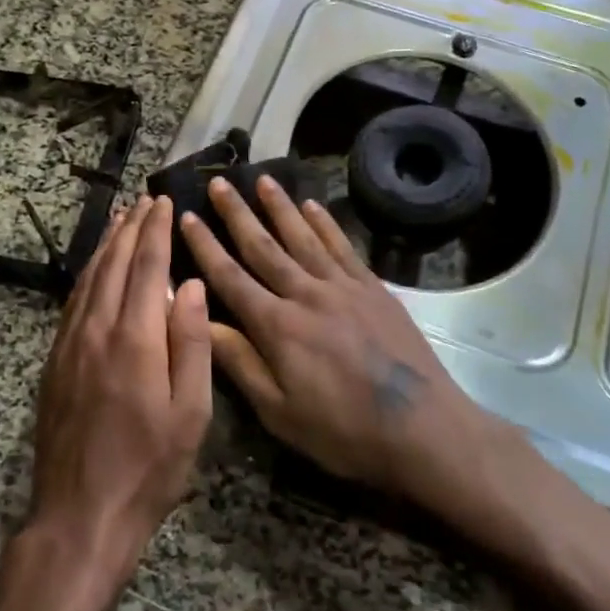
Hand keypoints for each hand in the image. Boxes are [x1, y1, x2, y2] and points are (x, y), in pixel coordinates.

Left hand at [26, 197, 213, 590]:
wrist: (80, 514)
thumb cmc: (149, 468)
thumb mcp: (190, 413)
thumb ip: (192, 343)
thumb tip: (193, 286)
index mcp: (134, 339)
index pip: (147, 267)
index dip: (156, 231)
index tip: (164, 201)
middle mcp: (96, 330)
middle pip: (113, 264)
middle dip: (131, 228)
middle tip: (144, 200)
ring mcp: (69, 345)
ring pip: (88, 279)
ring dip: (106, 245)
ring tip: (121, 221)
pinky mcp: (55, 362)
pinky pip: (73, 303)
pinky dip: (87, 275)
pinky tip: (95, 270)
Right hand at [179, 176, 499, 507]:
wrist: (423, 428)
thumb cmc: (343, 431)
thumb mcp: (279, 412)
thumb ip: (239, 362)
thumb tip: (198, 320)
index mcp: (277, 326)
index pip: (230, 277)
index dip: (205, 246)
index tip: (186, 217)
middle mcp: (306, 294)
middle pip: (264, 246)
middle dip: (237, 214)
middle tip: (219, 183)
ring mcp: (343, 286)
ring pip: (303, 237)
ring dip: (280, 206)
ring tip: (262, 179)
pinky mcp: (373, 287)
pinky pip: (342, 246)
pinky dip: (325, 223)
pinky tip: (312, 205)